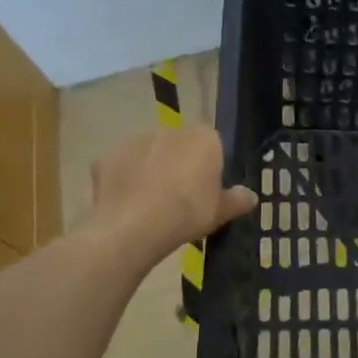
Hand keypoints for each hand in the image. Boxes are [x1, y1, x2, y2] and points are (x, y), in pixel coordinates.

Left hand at [83, 127, 256, 261]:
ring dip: (152, 170)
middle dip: (180, 164)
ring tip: (152, 204)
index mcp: (203, 138)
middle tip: (182, 197)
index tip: (208, 188)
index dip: (210, 165)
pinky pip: (122, 168)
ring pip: (149, 154)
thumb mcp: (222, 212)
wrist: (133, 226)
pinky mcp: (106, 157)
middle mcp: (170, 131)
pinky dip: (125, 181)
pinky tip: (128, 205)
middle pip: (180, 146)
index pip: (213, 143)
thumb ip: (238, 200)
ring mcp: (134, 142)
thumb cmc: (187, 213)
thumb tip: (251, 196)